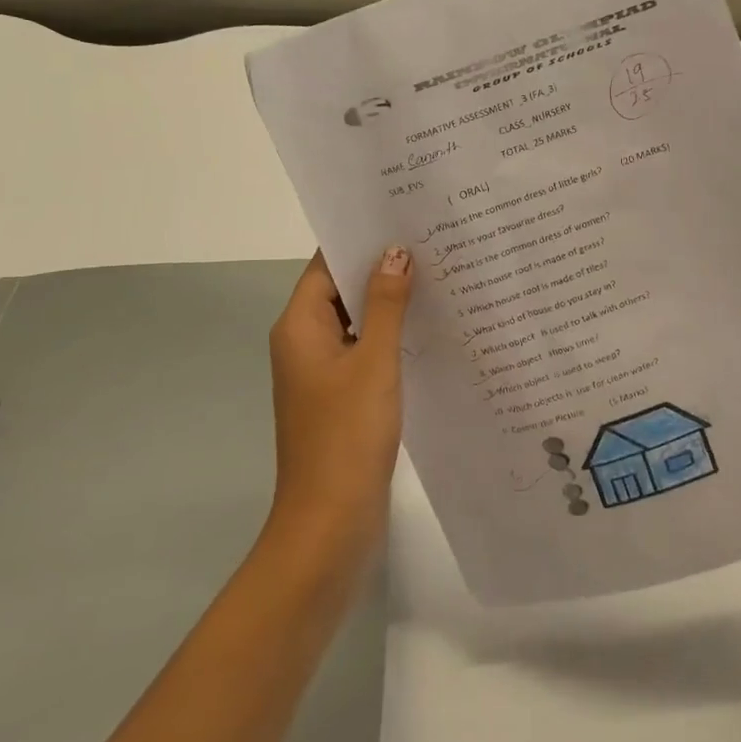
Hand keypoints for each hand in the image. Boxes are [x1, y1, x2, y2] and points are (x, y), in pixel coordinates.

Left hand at [266, 248, 412, 552]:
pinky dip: (391, 338)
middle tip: (433, 243)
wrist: (330, 523)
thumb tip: (395, 252)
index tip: (403, 218)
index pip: (327, 265)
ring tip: (440, 277)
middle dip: (383, 269)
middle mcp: (305, 343)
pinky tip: (430, 330)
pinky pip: (365, 352)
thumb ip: (385, 304)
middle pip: (342, 291)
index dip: (362, 241)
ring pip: (357, 323)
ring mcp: (322, 373)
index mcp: (300, 327)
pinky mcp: (341, 398)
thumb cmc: (347, 435)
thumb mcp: (373, 361)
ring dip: (390, 304)